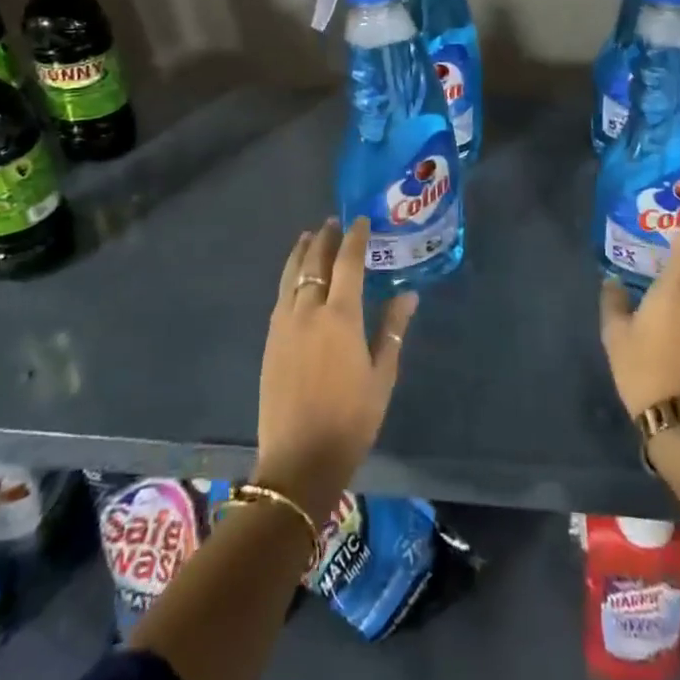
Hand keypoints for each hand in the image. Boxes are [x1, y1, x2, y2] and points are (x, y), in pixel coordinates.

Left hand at [254, 218, 416, 521]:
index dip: (355, 238)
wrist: (299, 460)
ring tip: (309, 237)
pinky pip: (281, 295)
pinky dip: (289, 276)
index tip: (361, 220)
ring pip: (291, 275)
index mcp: (340, 316)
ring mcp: (284, 325)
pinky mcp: (271, 341)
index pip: (348, 262)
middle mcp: (308, 311)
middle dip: (325, 238)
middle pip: (314, 262)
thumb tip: (409, 294)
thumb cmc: (351, 419)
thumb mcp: (382, 375)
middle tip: (333, 222)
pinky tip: (295, 278)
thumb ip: (393, 329)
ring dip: (301, 252)